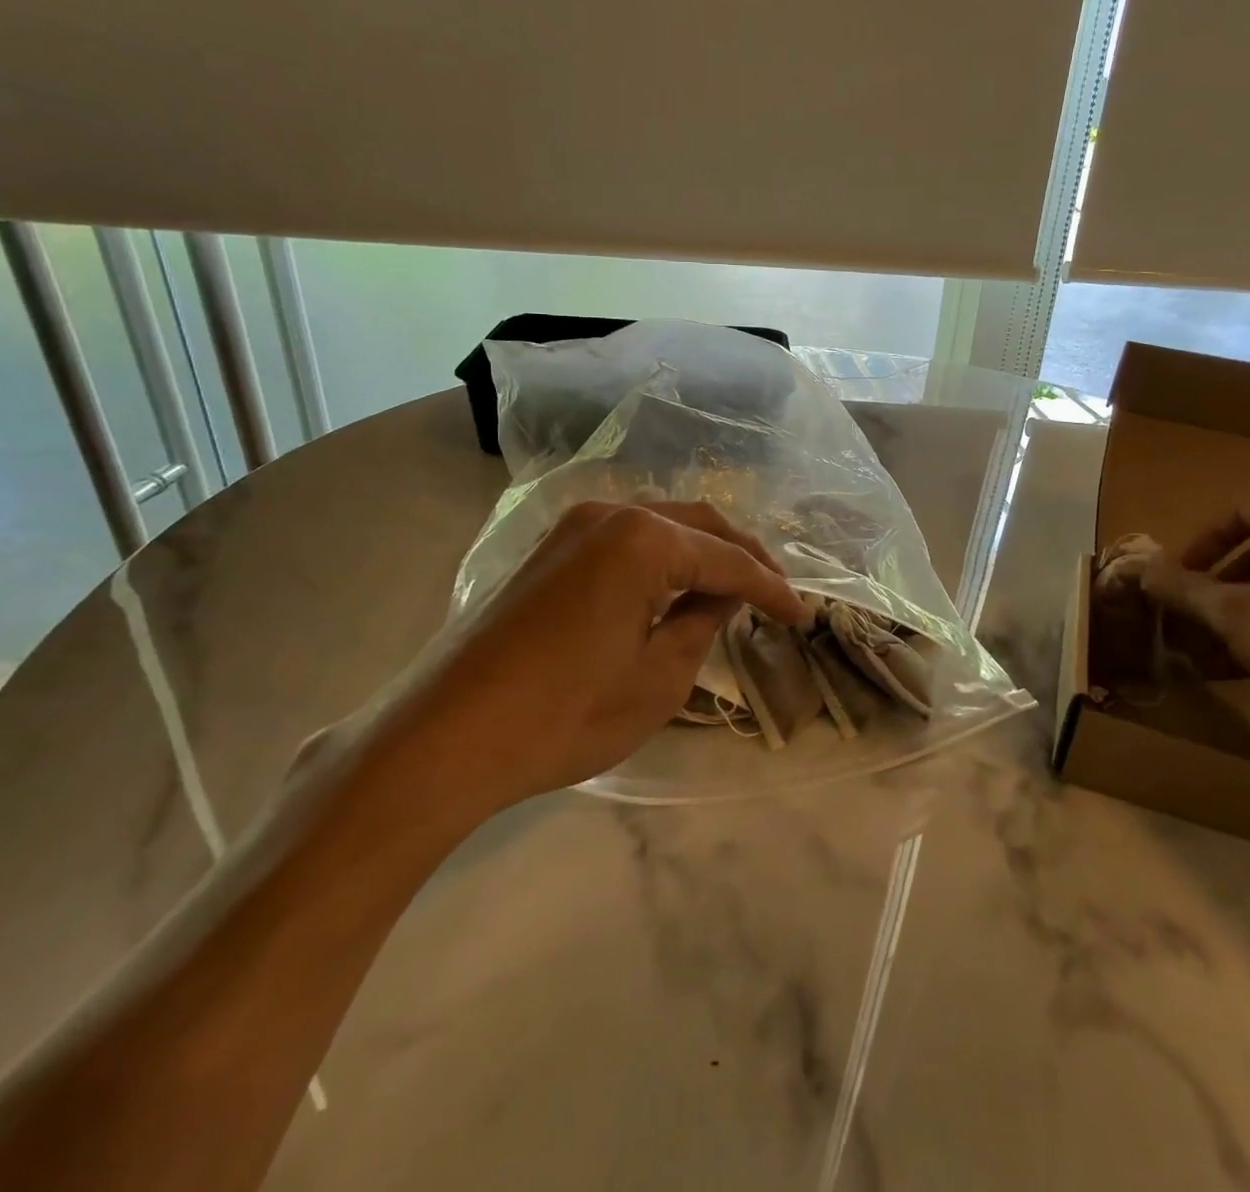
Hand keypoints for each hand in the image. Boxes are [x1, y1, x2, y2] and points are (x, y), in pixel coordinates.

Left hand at [391, 501, 809, 821]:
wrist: (446, 736)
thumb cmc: (564, 715)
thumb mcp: (658, 679)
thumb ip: (702, 622)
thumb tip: (722, 592)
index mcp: (643, 539)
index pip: (728, 560)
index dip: (772, 589)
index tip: (803, 616)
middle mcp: (610, 513)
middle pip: (698, 525)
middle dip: (742, 558)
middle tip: (776, 594)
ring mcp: (574, 526)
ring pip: (662, 526)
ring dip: (702, 554)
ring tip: (734, 590)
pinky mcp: (551, 548)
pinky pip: (626, 540)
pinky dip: (663, 559)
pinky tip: (676, 587)